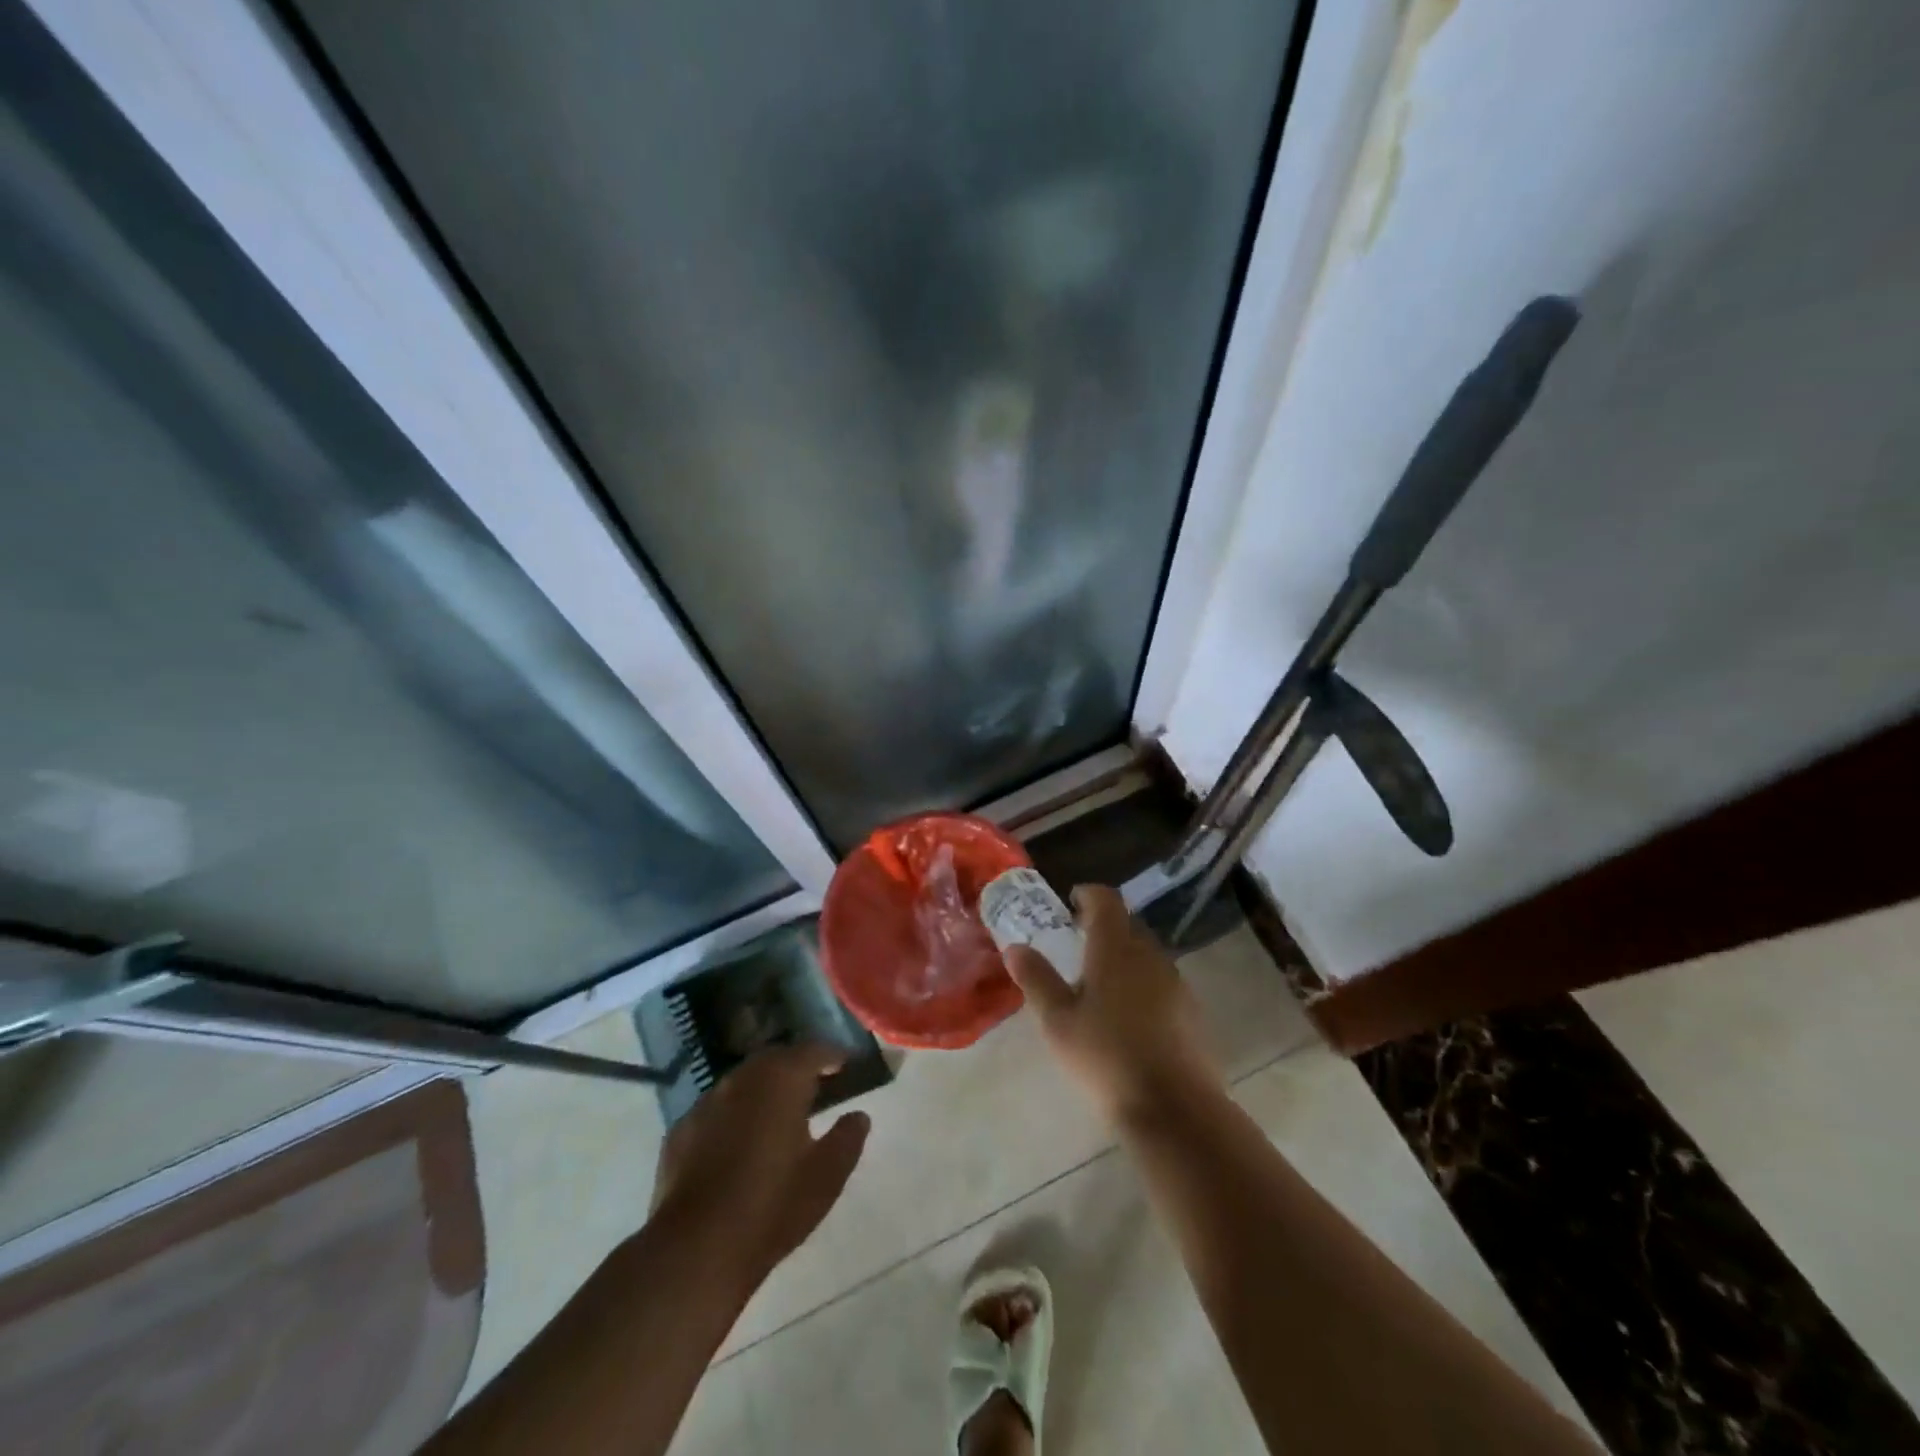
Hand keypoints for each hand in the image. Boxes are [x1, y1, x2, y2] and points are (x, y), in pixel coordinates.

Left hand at [649, 1044, 870, 1297]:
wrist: (695, 1250)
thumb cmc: (772, 1206)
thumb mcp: (827, 1176)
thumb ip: (847, 1139)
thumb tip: (858, 1116)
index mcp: (782, 1079)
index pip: (814, 1050)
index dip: (833, 1056)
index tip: (847, 1066)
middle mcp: (742, 1078)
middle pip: (776, 1060)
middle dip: (797, 1068)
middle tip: (815, 1088)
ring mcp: (706, 1103)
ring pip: (743, 1083)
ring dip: (763, 1091)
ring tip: (778, 1115)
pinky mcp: (680, 1131)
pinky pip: (716, 1111)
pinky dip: (734, 1117)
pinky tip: (738, 1145)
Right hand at [1004, 884, 1222, 1125]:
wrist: (1174, 1108)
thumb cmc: (1105, 1057)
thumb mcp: (1058, 1021)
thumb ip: (1037, 979)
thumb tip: (1015, 948)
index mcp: (1115, 948)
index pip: (1106, 900)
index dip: (1087, 895)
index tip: (1070, 903)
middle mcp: (1149, 955)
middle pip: (1127, 925)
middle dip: (1103, 927)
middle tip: (1077, 945)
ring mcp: (1175, 983)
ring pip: (1146, 955)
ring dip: (1124, 957)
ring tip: (1100, 984)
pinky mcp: (1191, 1011)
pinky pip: (1161, 982)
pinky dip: (1142, 984)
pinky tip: (1129, 1017)